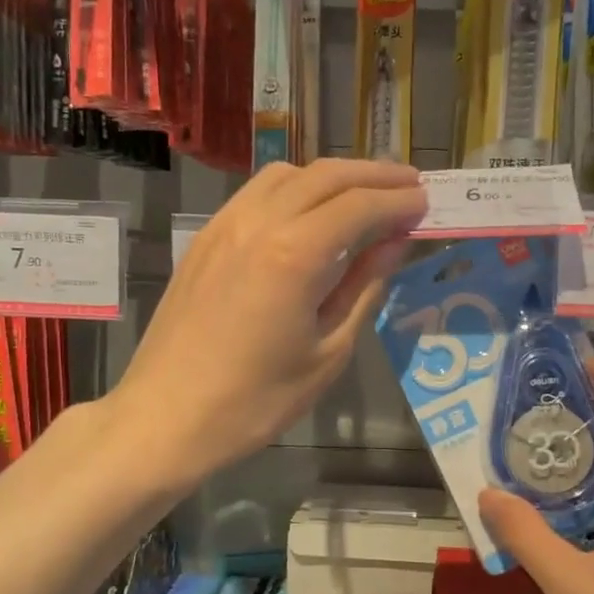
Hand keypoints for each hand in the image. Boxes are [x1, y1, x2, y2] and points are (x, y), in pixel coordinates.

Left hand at [113, 159, 426, 486]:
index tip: (428, 204)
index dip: (399, 202)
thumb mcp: (328, 353)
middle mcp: (258, 223)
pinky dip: (296, 188)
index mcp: (294, 255)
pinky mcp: (206, 237)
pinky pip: (258, 192)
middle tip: (412, 185)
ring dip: (334, 176)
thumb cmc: (256, 401)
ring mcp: (225, 225)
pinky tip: (312, 211)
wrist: (165, 418)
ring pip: (289, 174)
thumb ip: (364, 288)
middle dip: (375, 175)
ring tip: (366, 194)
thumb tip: (394, 245)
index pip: (360, 206)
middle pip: (327, 176)